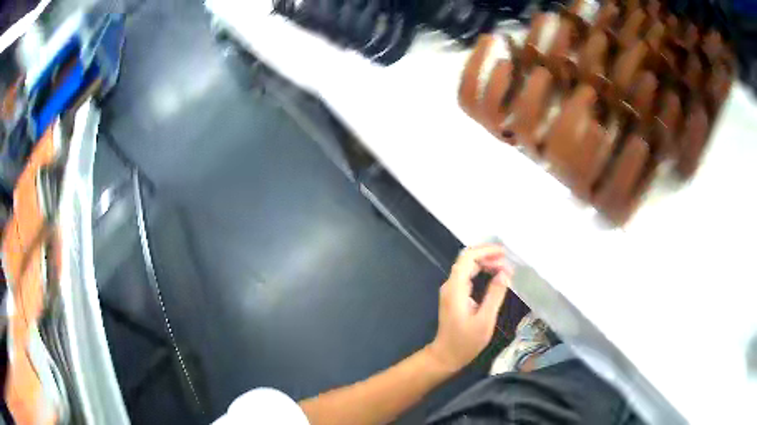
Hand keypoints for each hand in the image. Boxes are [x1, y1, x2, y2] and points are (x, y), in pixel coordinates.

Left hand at [427, 244, 512, 372]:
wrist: (446, 355)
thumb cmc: (466, 341)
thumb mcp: (485, 320)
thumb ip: (495, 294)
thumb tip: (505, 272)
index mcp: (455, 289)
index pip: (467, 258)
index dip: (486, 251)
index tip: (504, 253)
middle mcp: (450, 285)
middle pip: (467, 260)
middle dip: (487, 256)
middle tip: (507, 262)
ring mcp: (451, 290)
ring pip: (467, 267)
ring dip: (485, 263)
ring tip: (504, 268)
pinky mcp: (455, 296)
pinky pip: (467, 276)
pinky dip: (481, 272)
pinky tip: (494, 276)